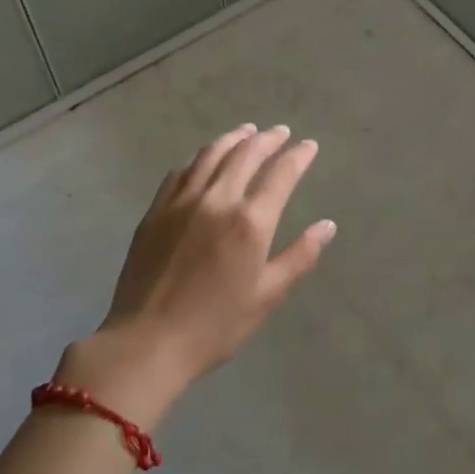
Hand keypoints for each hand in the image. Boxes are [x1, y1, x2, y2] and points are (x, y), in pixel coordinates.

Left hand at [59, 125, 335, 417]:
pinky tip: (205, 158)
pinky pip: (181, 170)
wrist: (146, 342)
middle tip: (281, 132)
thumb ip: (299, 256)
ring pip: (211, 154)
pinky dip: (200, 157)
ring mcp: (182, 201)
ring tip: (247, 132)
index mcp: (250, 222)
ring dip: (233, 138)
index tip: (309, 146)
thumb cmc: (214, 326)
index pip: (281, 174)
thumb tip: (327, 226)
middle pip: (246, 154)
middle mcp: (217, 199)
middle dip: (267, 139)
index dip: (297, 156)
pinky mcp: (156, 209)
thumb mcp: (266, 296)